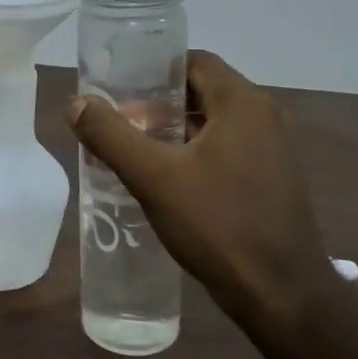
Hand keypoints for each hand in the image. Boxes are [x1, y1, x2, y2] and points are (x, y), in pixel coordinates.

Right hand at [66, 50, 336, 321]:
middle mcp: (261, 119)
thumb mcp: (154, 177)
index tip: (115, 87)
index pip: (192, 62)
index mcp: (242, 104)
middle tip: (112, 122)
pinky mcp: (265, 182)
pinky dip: (187, 156)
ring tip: (126, 150)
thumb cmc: (219, 225)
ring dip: (168, 132)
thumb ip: (110, 136)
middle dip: (153, 104)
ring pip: (207, 125)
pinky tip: (158, 180)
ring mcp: (268, 152)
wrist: (282, 296)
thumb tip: (75, 104)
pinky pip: (219, 152)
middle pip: (198, 92)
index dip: (151, 69)